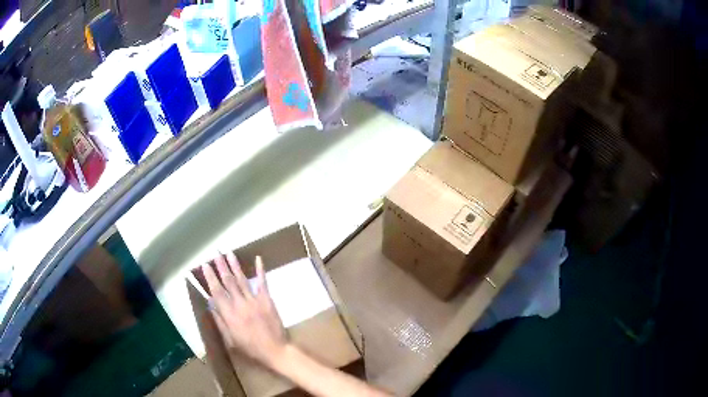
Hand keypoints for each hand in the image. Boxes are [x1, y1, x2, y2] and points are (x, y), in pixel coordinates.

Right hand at [202, 252, 287, 367]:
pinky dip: (260, 270)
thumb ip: (220, 321)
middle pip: (228, 282)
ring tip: (229, 253)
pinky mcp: (267, 300)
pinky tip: (258, 259)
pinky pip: (263, 283)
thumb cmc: (250, 348)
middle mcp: (240, 304)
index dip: (210, 277)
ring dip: (235, 265)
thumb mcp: (230, 339)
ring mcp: (255, 301)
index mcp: (230, 314)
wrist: (275, 350)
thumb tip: (210, 303)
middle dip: (221, 266)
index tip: (205, 265)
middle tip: (215, 253)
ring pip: (242, 279)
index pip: (217, 292)